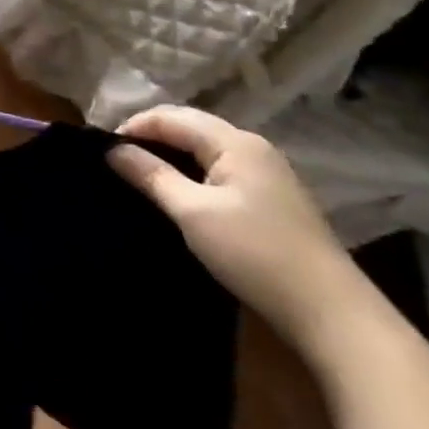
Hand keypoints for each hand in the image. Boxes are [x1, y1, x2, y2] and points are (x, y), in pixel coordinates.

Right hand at [106, 106, 372, 357]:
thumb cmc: (253, 252)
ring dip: (168, 154)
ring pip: (203, 148)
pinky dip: (189, 171)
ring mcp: (265, 173)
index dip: (133, 127)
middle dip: (149, 136)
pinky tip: (173, 191)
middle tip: (114, 160)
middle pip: (189, 126)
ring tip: (136, 174)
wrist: (328, 310)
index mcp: (235, 143)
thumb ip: (150, 175)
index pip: (172, 117)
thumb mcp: (192, 212)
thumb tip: (112, 149)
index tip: (101, 151)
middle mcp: (252, 148)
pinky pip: (217, 168)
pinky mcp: (268, 198)